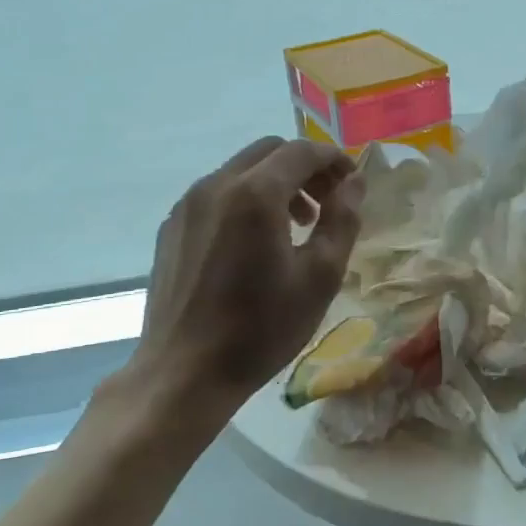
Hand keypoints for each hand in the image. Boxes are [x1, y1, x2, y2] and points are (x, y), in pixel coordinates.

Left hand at [122, 137, 364, 431]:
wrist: (183, 373)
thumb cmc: (261, 328)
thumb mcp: (320, 277)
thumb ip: (342, 220)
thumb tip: (354, 183)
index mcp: (255, 194)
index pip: (302, 151)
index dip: (334, 159)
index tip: (353, 182)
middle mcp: (216, 185)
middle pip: (269, 151)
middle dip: (305, 168)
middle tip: (327, 203)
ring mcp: (187, 205)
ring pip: (241, 170)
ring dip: (276, 183)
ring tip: (296, 226)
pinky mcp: (171, 227)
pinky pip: (217, 194)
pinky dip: (246, 199)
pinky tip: (254, 244)